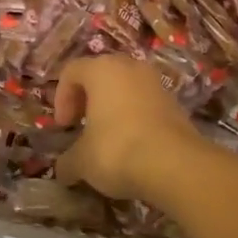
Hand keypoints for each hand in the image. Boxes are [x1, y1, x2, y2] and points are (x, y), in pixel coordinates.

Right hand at [52, 55, 201, 204]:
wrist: (176, 165)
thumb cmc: (117, 150)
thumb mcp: (82, 161)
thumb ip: (67, 161)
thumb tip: (63, 170)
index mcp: (101, 69)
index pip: (71, 71)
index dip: (61, 98)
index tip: (64, 127)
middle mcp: (129, 67)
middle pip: (100, 75)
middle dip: (87, 100)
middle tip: (81, 126)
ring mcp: (155, 83)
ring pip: (125, 88)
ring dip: (112, 108)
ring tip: (107, 137)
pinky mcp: (175, 102)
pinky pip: (144, 103)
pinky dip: (133, 118)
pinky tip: (132, 145)